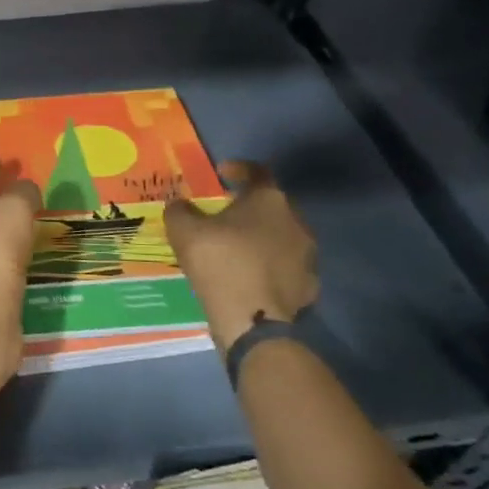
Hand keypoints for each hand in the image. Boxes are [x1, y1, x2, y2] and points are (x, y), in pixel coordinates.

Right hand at [165, 160, 317, 348]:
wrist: (252, 320)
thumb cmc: (219, 262)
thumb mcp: (183, 230)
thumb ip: (179, 211)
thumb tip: (179, 205)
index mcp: (268, 199)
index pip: (257, 171)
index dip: (238, 169)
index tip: (221, 173)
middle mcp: (296, 221)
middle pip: (271, 205)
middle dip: (248, 207)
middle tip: (224, 215)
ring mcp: (307, 255)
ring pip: (281, 237)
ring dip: (261, 238)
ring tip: (236, 249)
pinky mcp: (309, 285)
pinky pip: (286, 267)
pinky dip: (269, 267)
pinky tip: (250, 278)